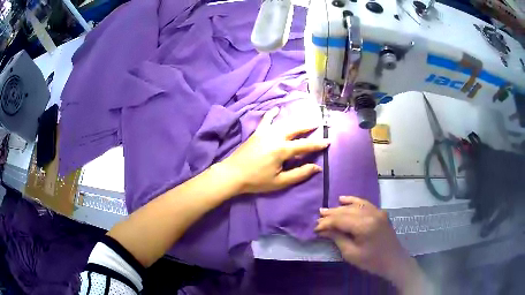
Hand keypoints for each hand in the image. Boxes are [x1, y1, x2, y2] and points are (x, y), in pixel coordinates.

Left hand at [220, 107, 328, 193]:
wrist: (232, 174)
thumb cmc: (256, 181)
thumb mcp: (280, 182)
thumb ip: (299, 173)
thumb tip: (317, 167)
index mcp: (282, 150)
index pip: (304, 146)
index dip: (317, 144)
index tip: (328, 141)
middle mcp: (275, 137)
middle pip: (295, 129)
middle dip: (308, 126)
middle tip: (318, 124)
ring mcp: (265, 133)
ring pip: (284, 123)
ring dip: (296, 121)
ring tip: (305, 120)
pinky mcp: (257, 133)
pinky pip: (266, 120)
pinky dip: (272, 114)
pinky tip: (277, 109)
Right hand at [315, 196, 425, 293]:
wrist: (394, 261)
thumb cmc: (372, 261)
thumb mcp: (351, 254)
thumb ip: (337, 238)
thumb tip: (323, 229)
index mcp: (364, 226)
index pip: (340, 220)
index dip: (326, 223)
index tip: (315, 228)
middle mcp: (370, 214)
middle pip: (346, 211)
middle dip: (330, 215)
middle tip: (318, 218)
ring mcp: (377, 211)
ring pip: (353, 206)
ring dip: (339, 208)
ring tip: (325, 210)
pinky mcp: (379, 212)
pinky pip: (364, 203)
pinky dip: (353, 201)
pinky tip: (343, 199)